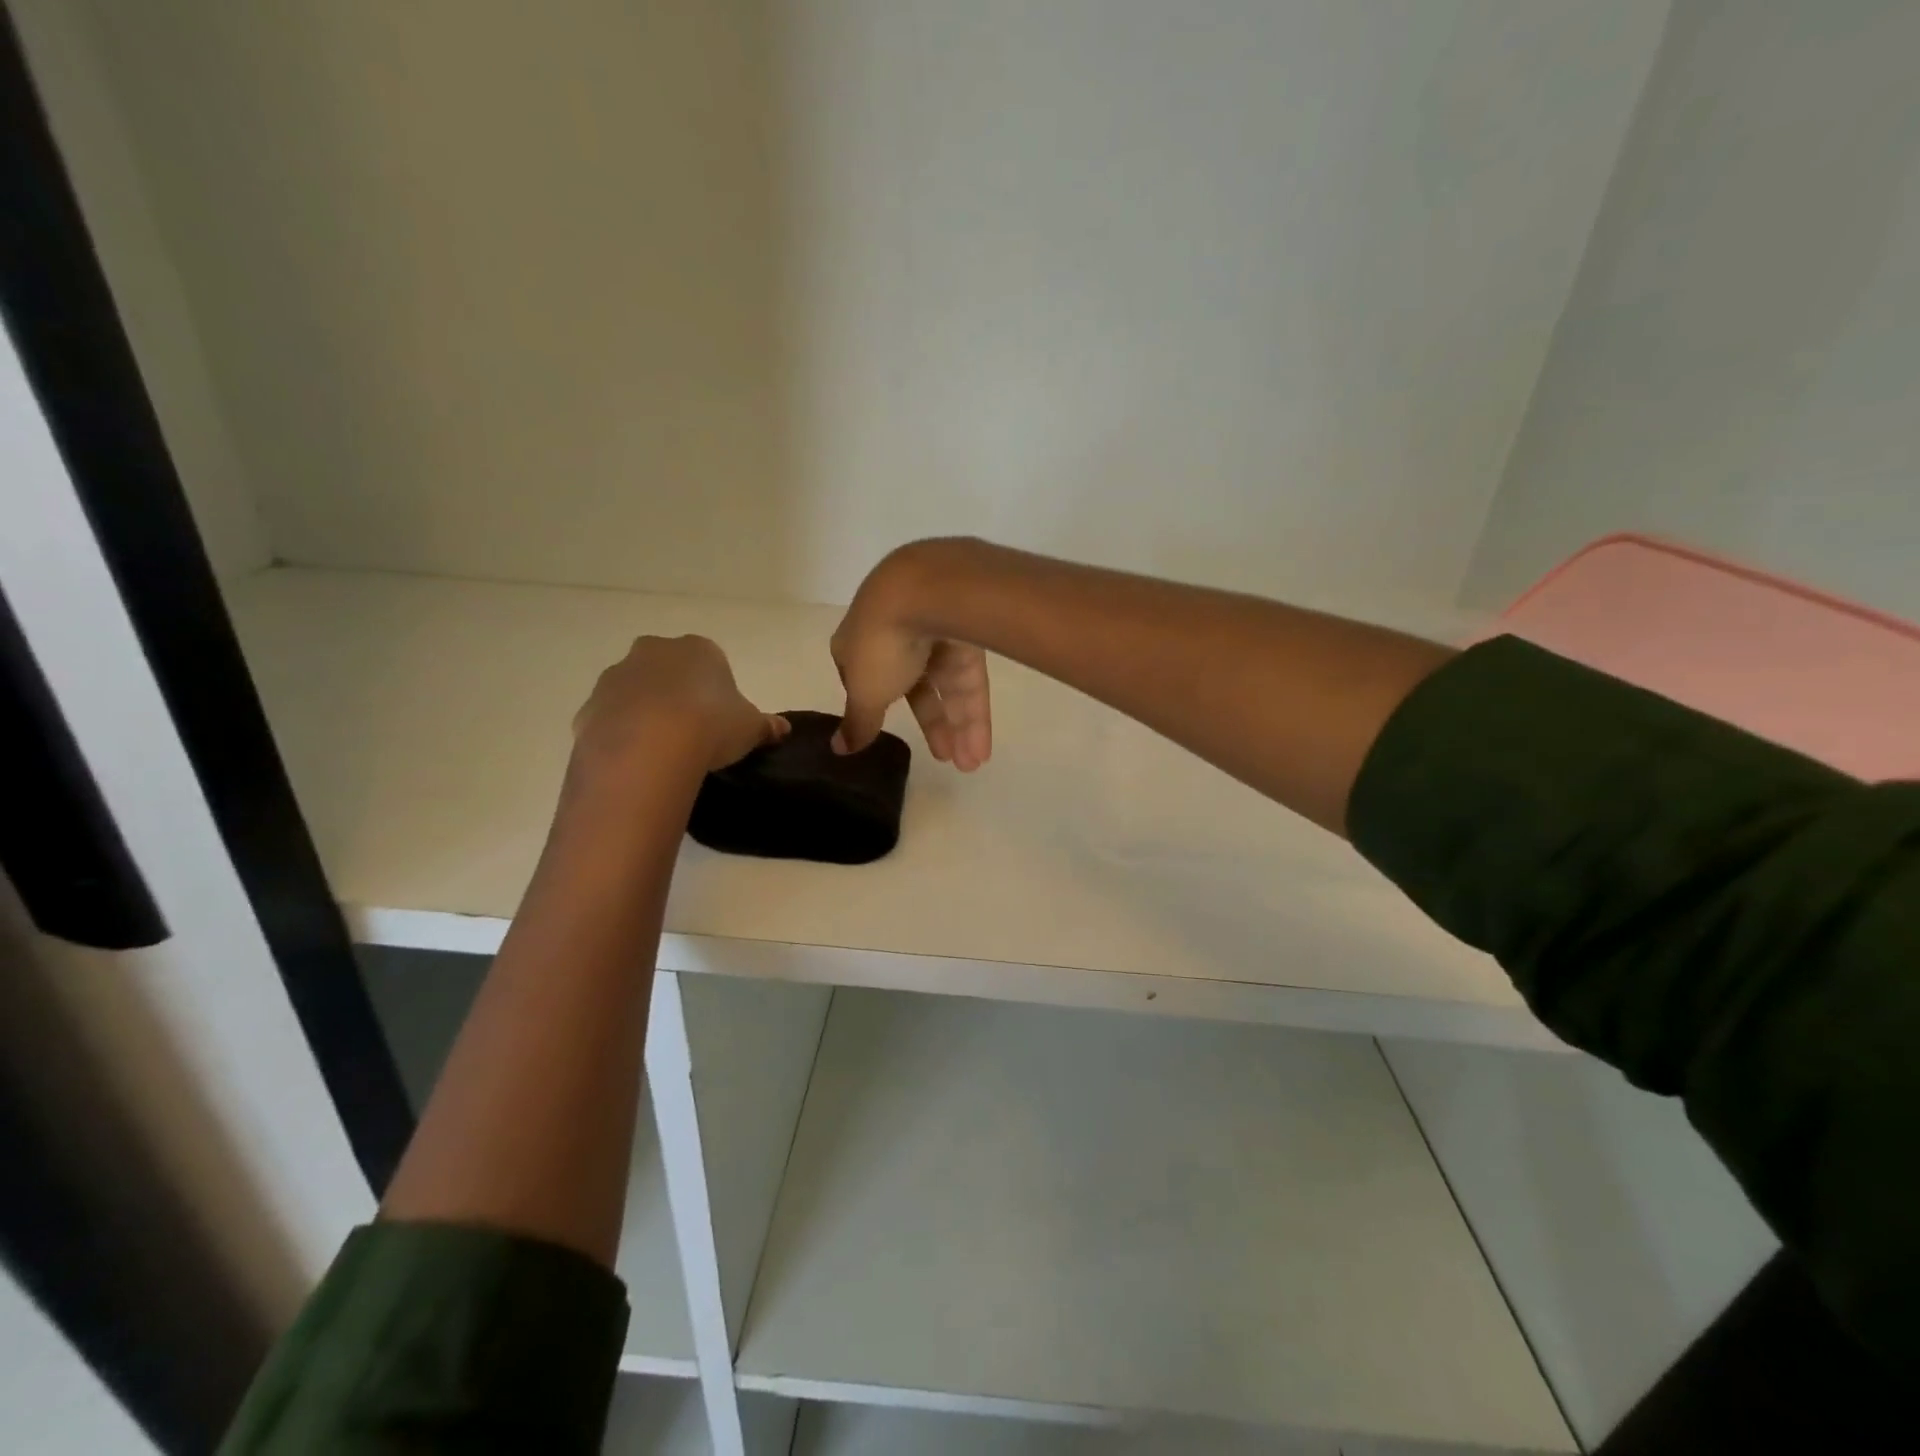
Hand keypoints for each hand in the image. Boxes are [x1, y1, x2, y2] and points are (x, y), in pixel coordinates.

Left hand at [573, 635, 787, 776]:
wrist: (648, 748)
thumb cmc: (711, 726)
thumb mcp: (751, 728)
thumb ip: (766, 726)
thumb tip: (782, 729)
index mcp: (698, 649)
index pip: (711, 660)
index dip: (716, 688)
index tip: (721, 717)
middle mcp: (653, 652)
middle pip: (668, 669)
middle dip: (676, 692)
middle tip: (692, 730)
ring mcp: (616, 677)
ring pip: (635, 692)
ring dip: (646, 712)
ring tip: (663, 750)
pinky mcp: (590, 707)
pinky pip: (611, 719)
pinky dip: (621, 735)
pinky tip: (637, 761)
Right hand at [831, 544, 992, 770]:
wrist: (930, 590)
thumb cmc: (882, 643)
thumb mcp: (866, 692)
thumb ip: (858, 722)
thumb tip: (837, 750)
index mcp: (859, 640)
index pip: (866, 677)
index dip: (876, 706)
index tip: (884, 733)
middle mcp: (896, 631)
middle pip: (915, 685)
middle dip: (931, 725)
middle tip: (945, 760)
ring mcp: (935, 628)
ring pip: (947, 684)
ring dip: (958, 726)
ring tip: (970, 765)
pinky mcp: (969, 630)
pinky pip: (970, 678)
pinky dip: (974, 712)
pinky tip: (981, 747)